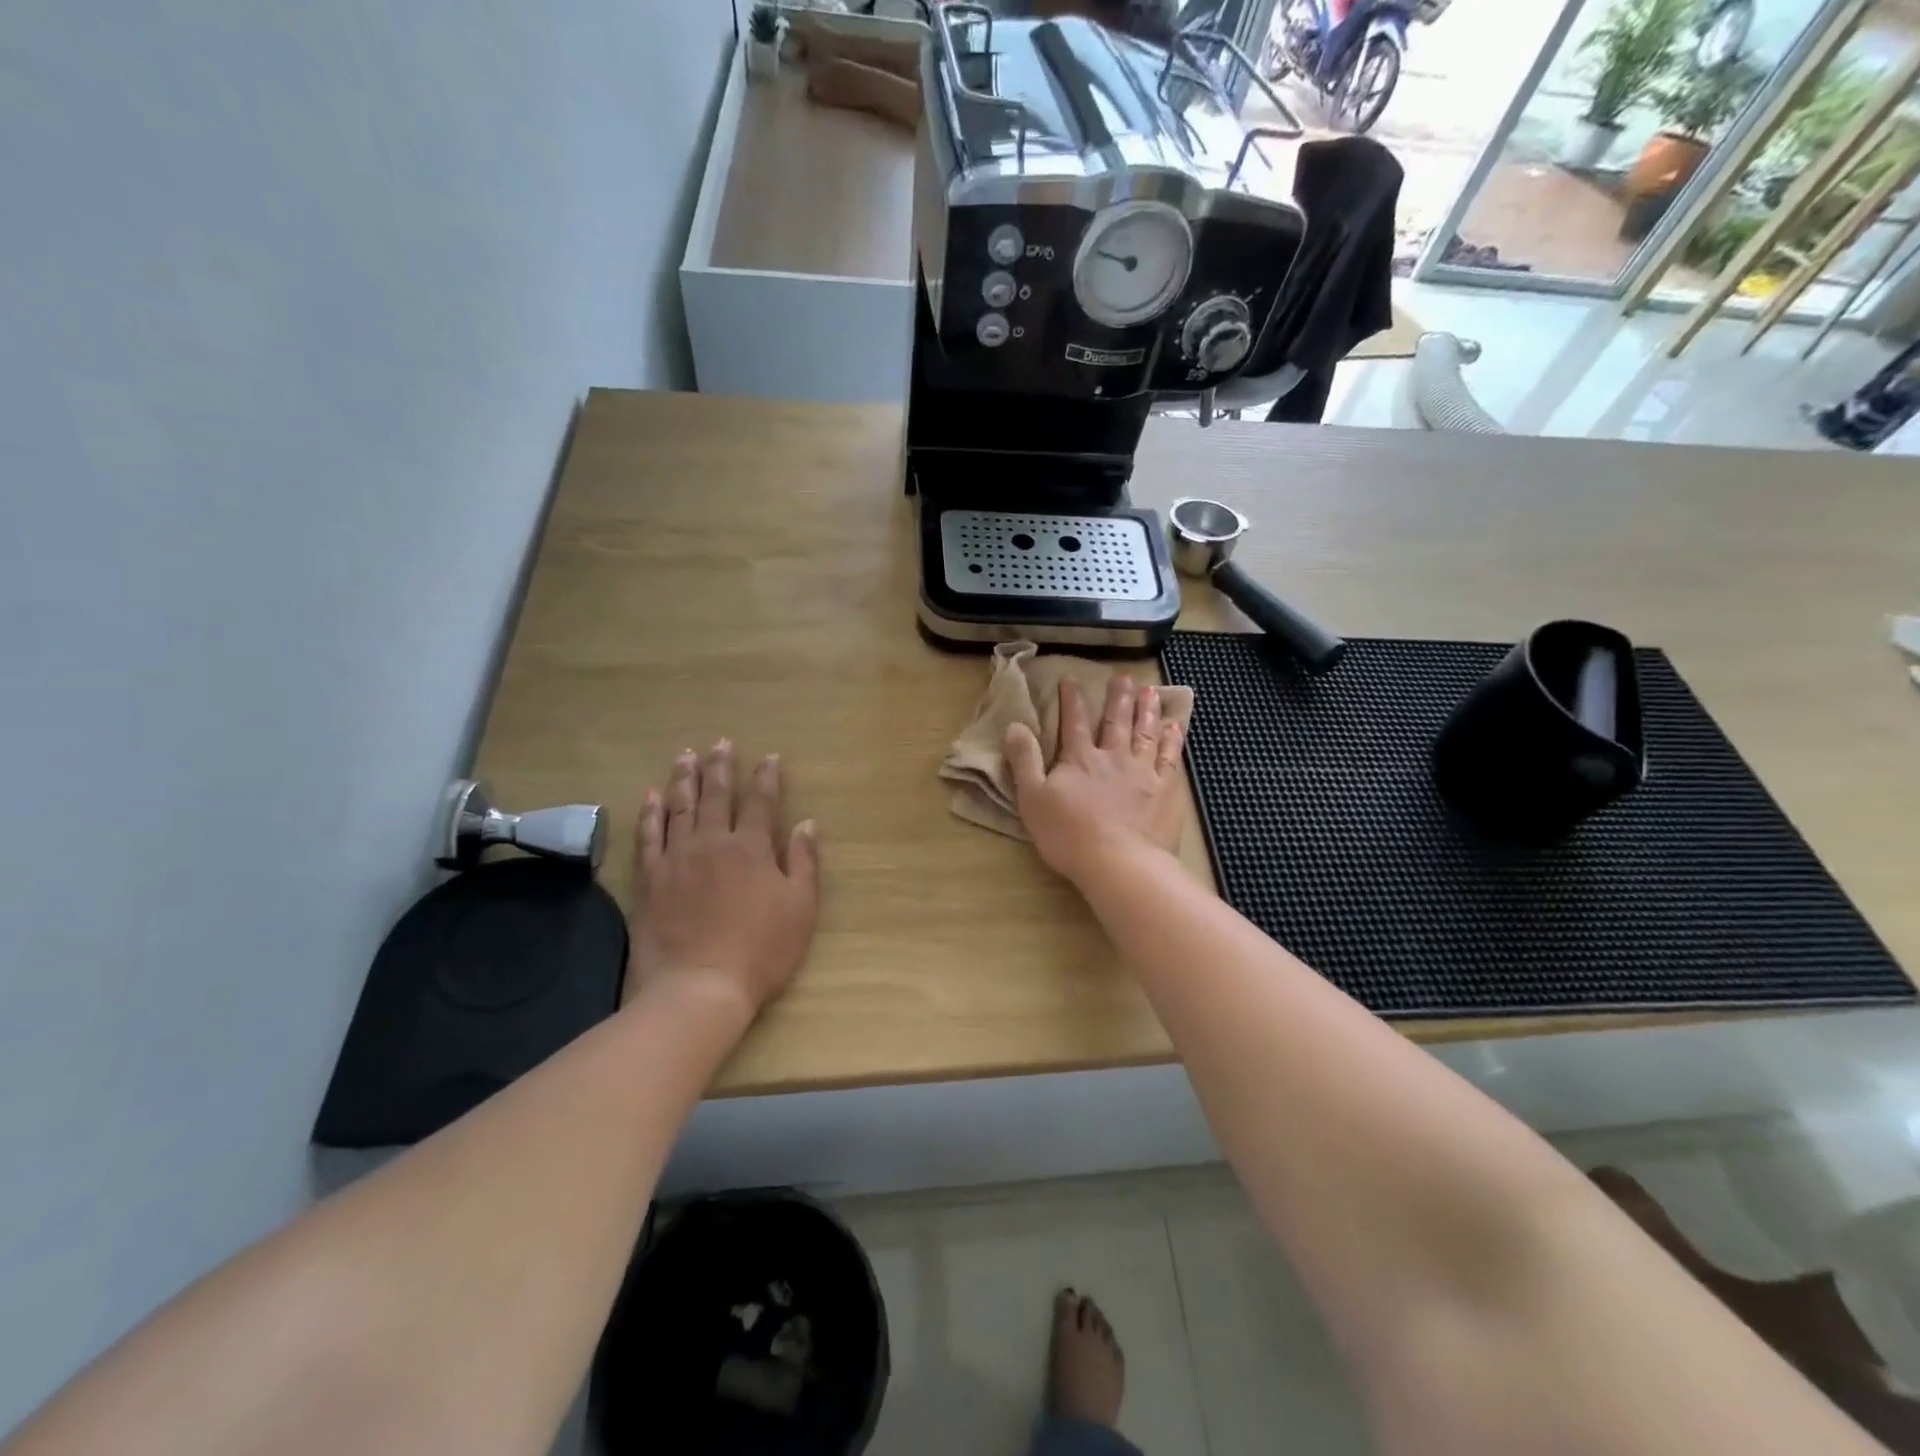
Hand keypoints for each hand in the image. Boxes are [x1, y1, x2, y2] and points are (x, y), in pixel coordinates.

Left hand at [627, 740, 819, 1017]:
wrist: (699, 987)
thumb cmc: (761, 950)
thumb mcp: (800, 908)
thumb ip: (803, 862)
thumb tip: (807, 823)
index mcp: (752, 849)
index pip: (761, 802)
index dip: (766, 777)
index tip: (769, 757)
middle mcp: (713, 843)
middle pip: (717, 796)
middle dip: (721, 767)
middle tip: (720, 742)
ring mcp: (678, 859)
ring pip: (680, 807)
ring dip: (684, 779)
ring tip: (685, 755)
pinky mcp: (651, 879)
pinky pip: (648, 836)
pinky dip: (649, 813)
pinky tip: (650, 796)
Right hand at [1005, 676, 1184, 885]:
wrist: (1119, 863)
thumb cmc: (1068, 835)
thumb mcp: (1032, 799)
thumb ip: (1024, 761)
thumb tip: (1015, 726)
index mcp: (1079, 759)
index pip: (1074, 722)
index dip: (1072, 700)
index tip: (1072, 679)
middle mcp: (1113, 757)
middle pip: (1116, 721)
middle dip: (1118, 697)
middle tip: (1124, 678)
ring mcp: (1143, 772)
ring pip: (1145, 733)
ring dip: (1147, 710)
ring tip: (1150, 691)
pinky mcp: (1166, 791)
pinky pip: (1171, 757)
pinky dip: (1172, 740)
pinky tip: (1175, 727)